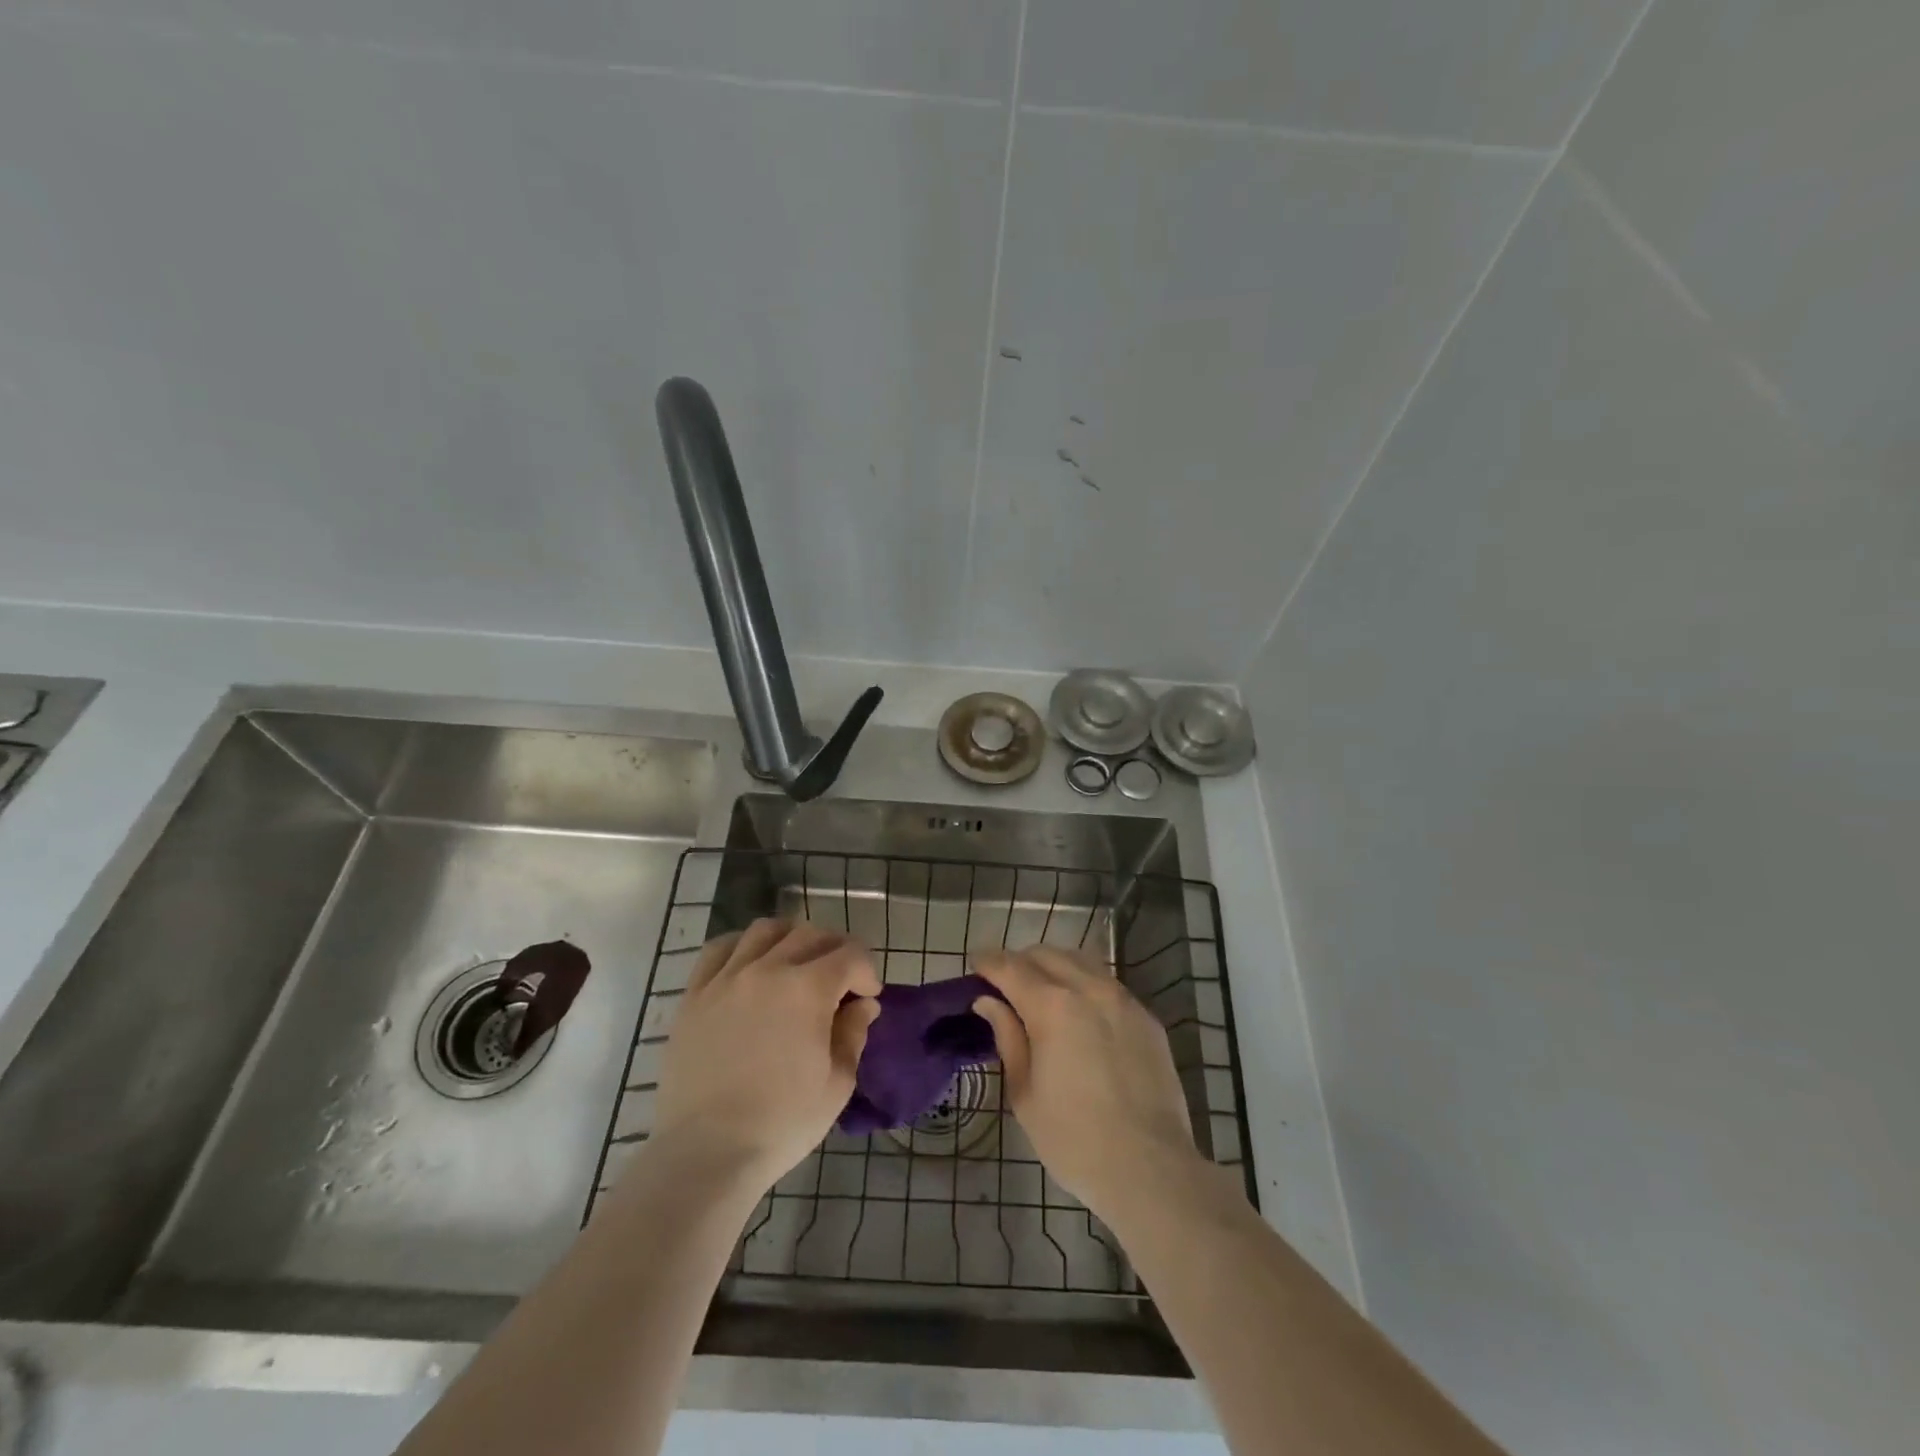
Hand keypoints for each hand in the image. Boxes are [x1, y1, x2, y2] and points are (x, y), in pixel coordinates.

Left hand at [652, 919, 881, 1192]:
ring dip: (791, 938)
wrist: (706, 1153)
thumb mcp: (836, 1084)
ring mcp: (727, 977)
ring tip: (796, 963)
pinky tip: (750, 963)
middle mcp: (768, 969)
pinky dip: (742, 945)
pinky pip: (720, 948)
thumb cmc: (781, 1123)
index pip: (850, 955)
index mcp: (808, 989)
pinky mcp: (694, 994)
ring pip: (766, 930)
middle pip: (810, 934)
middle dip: (835, 950)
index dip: (867, 971)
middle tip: (840, 978)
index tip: (868, 996)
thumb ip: (853, 1034)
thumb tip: (862, 1005)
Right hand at [972, 947, 1203, 1227]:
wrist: (1150, 1168)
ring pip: (1081, 962)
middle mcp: (1089, 989)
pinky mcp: (1146, 1017)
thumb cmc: (1074, 1139)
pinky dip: (1084, 984)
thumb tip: (988, 1002)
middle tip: (1005, 983)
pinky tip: (1080, 1011)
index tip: (976, 964)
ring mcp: (1123, 1000)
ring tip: (1041, 990)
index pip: (1011, 967)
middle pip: (1046, 955)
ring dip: (1054, 967)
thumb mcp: (1025, 1093)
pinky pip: (1107, 984)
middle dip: (1020, 962)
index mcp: (1052, 1006)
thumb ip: (1008, 1037)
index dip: (989, 962)